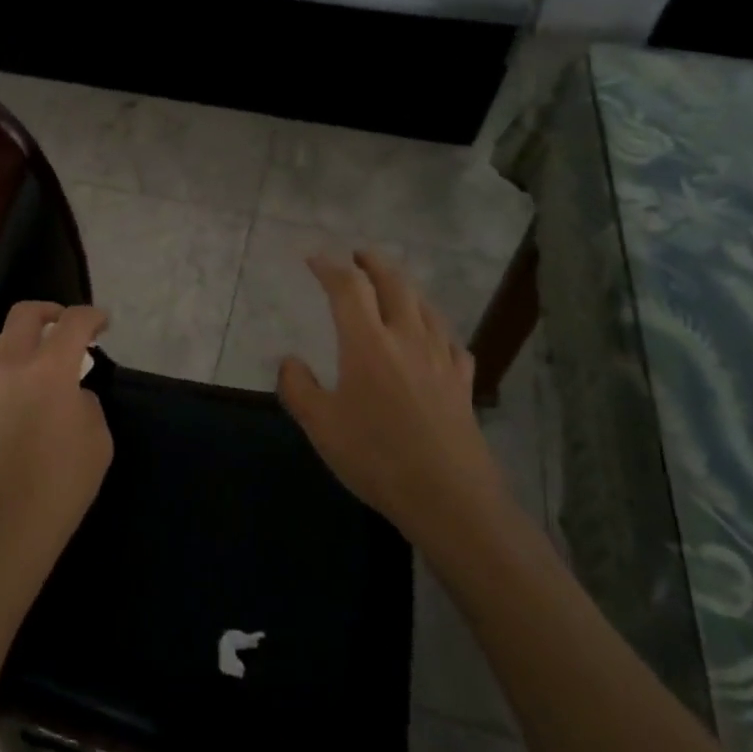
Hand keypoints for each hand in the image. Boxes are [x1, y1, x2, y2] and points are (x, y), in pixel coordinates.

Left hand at [0, 301, 112, 589]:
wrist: (5, 525)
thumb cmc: (62, 482)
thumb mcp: (97, 440)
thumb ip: (87, 403)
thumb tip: (72, 395)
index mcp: (48, 368)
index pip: (71, 322)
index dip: (92, 316)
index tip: (104, 324)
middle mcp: (12, 366)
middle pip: (24, 314)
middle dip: (50, 311)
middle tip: (70, 327)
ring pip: (4, 340)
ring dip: (29, 337)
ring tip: (53, 358)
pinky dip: (18, 364)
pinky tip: (36, 388)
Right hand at [278, 251, 508, 536]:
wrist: (449, 497)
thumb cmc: (376, 457)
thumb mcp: (320, 426)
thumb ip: (298, 388)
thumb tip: (290, 361)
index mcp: (367, 342)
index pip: (347, 288)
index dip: (329, 267)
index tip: (314, 259)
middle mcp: (406, 338)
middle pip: (394, 284)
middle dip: (373, 264)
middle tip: (359, 255)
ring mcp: (440, 358)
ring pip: (425, 306)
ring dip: (406, 287)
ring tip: (393, 286)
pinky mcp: (462, 382)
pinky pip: (450, 340)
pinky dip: (435, 326)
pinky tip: (434, 337)